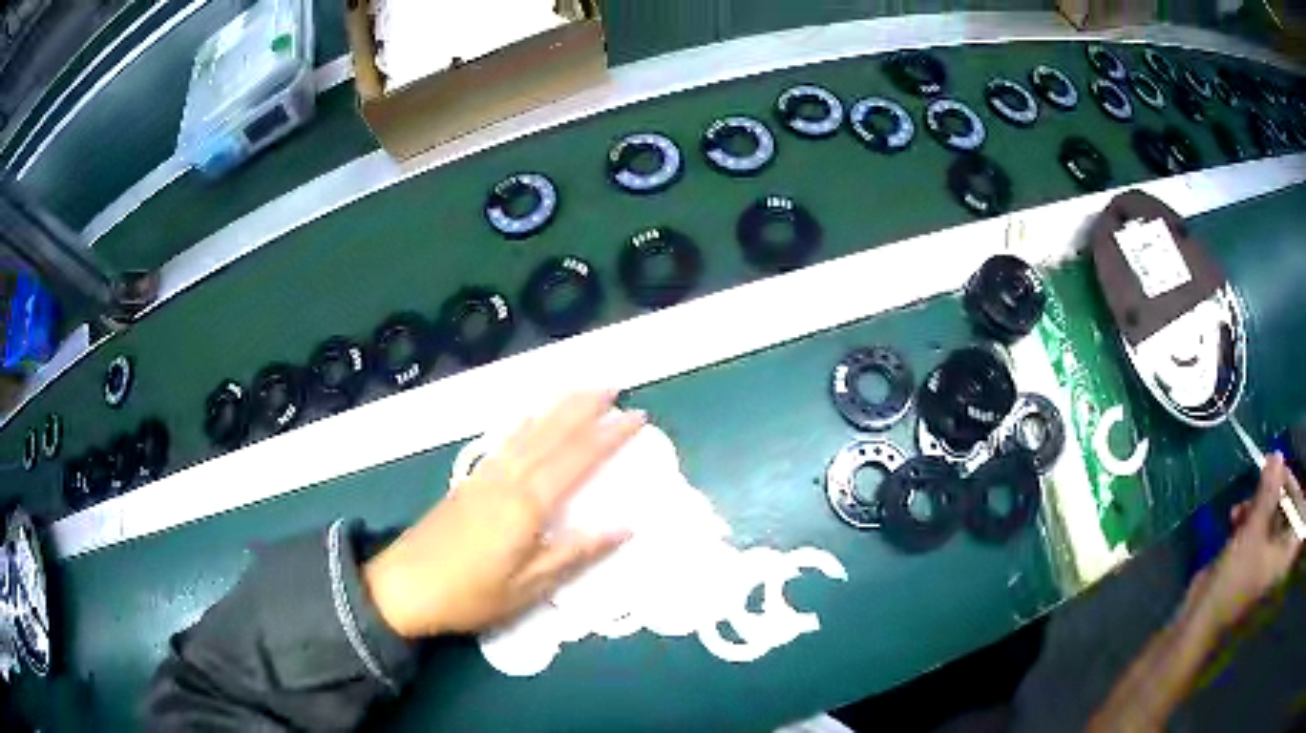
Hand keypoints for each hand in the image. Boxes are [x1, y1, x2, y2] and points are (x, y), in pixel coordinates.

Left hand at [362, 392, 644, 638]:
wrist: (403, 586)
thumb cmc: (469, 594)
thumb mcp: (528, 587)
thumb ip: (575, 553)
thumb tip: (624, 527)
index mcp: (526, 503)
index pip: (578, 459)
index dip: (610, 436)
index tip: (639, 415)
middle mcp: (507, 479)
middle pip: (551, 433)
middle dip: (585, 407)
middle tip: (614, 385)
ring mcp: (485, 476)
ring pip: (527, 431)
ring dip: (556, 406)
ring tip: (581, 388)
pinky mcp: (469, 482)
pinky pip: (505, 440)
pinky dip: (523, 422)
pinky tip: (528, 416)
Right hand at [1184, 453, 1303, 634]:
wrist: (1197, 629)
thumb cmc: (1232, 585)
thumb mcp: (1252, 533)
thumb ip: (1268, 493)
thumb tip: (1278, 455)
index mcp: (1285, 556)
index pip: (1297, 509)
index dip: (1290, 485)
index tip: (1278, 465)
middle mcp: (1280, 560)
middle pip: (1286, 514)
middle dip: (1273, 495)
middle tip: (1260, 479)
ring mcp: (1265, 567)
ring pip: (1271, 523)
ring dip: (1258, 508)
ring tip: (1240, 507)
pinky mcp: (1251, 571)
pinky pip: (1259, 536)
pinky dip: (1249, 524)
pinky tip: (1234, 519)